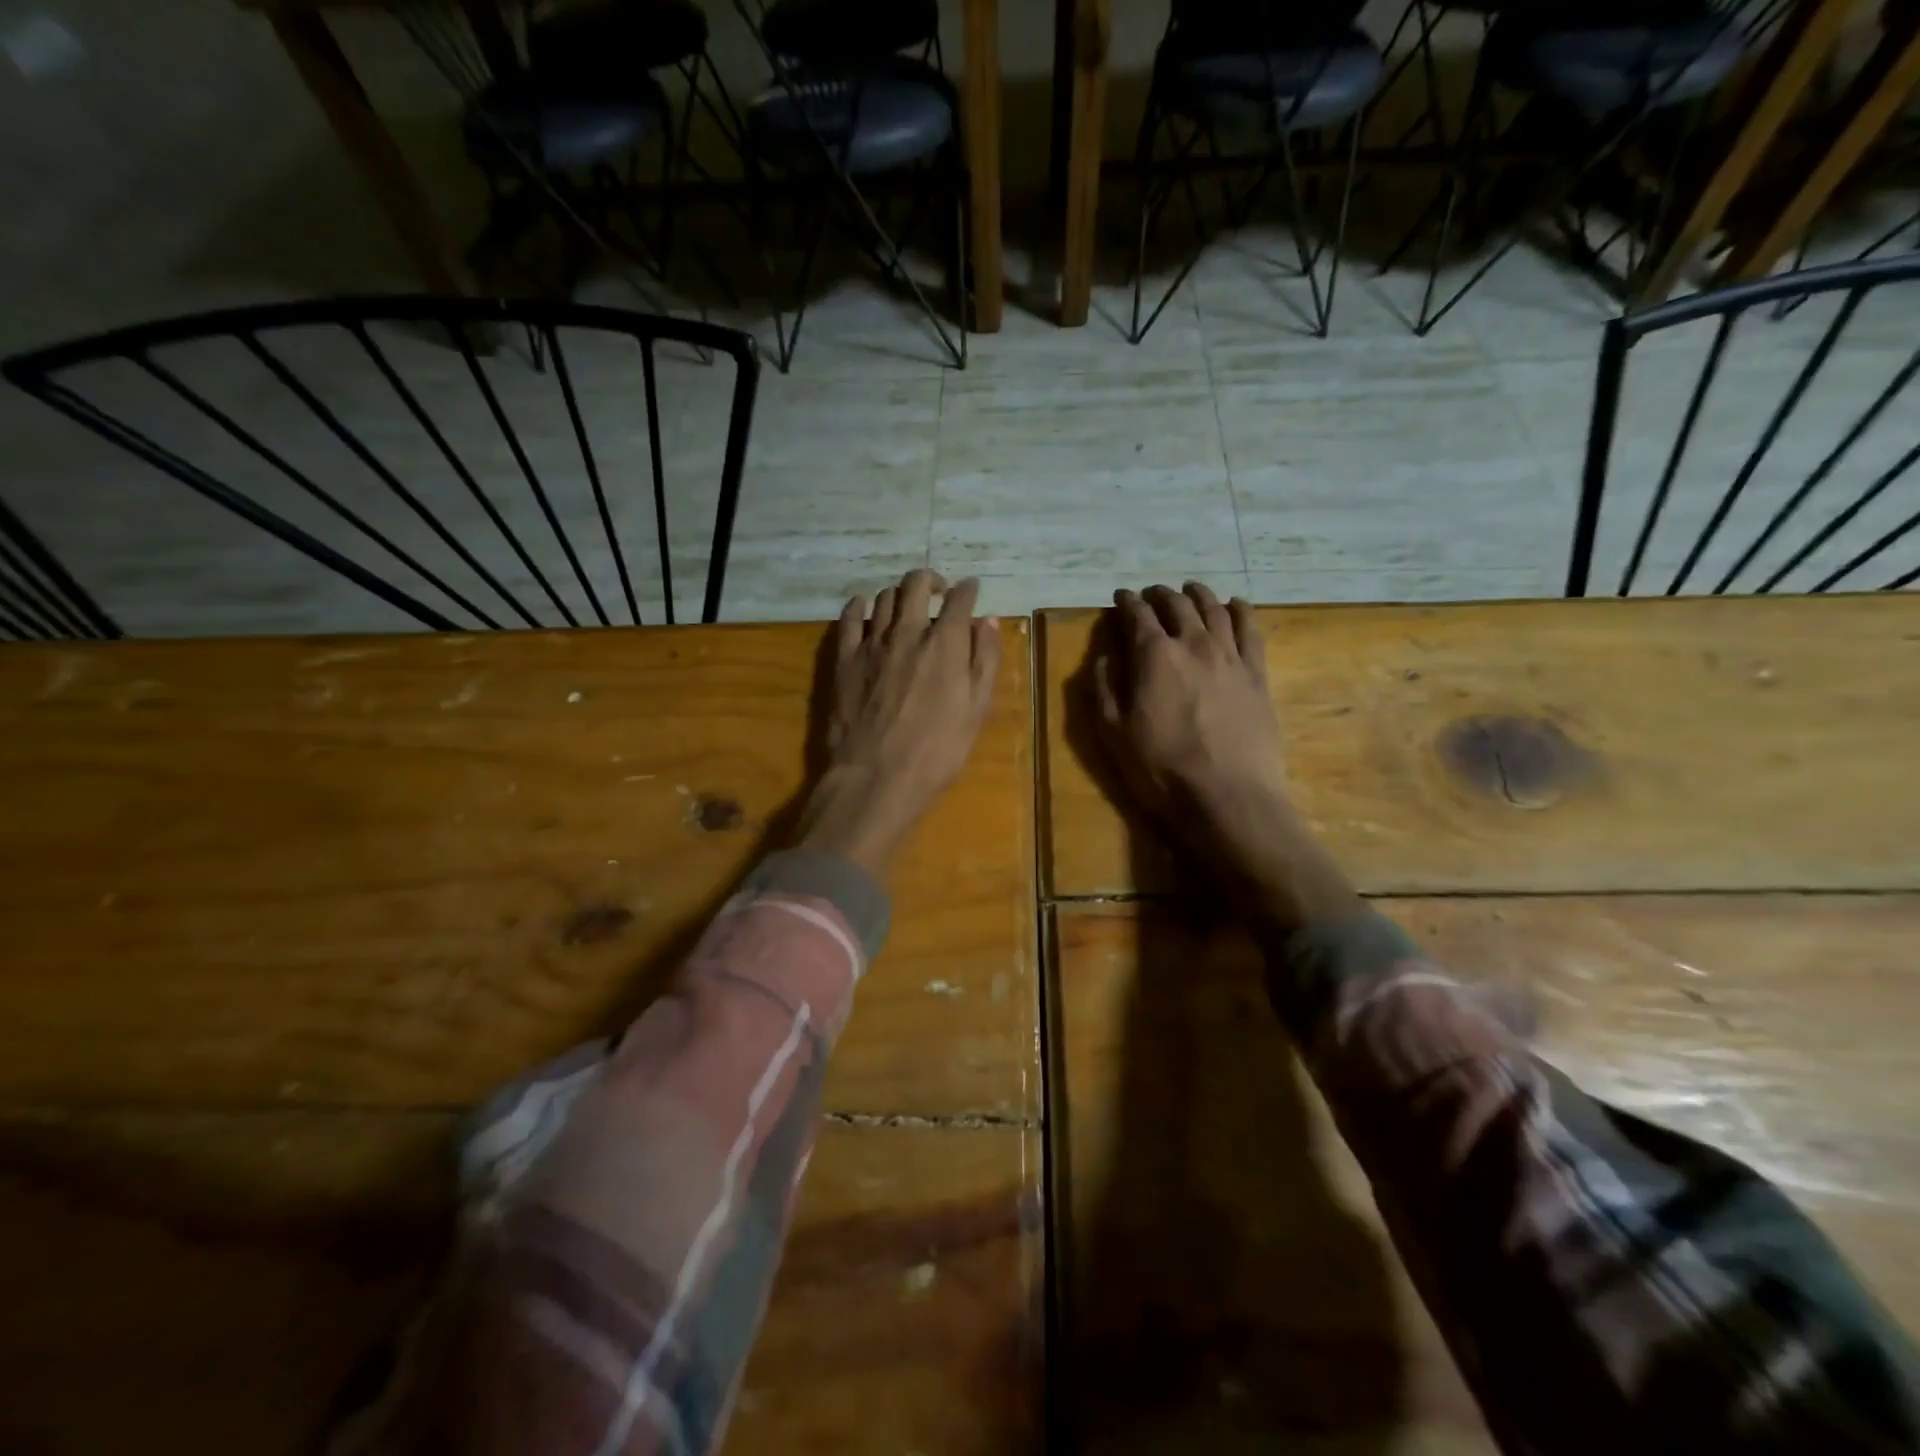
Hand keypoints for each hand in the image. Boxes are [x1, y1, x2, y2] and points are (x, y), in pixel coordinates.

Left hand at [795, 569, 1001, 877]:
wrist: (877, 776)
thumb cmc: (937, 750)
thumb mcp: (976, 710)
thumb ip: (984, 660)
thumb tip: (987, 621)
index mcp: (945, 643)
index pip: (959, 599)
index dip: (968, 590)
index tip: (971, 590)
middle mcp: (908, 632)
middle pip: (916, 584)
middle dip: (931, 580)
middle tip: (938, 591)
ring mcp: (872, 643)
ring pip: (884, 598)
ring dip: (899, 595)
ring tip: (906, 607)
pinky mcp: (844, 659)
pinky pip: (849, 618)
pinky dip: (859, 606)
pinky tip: (863, 609)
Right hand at [1092, 582, 1356, 929]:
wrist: (1226, 796)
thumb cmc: (1160, 768)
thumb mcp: (1113, 732)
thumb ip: (1104, 688)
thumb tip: (1105, 656)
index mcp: (1154, 655)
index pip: (1137, 614)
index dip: (1127, 602)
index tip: (1121, 596)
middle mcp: (1193, 644)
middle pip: (1177, 605)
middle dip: (1161, 594)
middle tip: (1152, 594)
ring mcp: (1230, 656)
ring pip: (1215, 609)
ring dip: (1199, 594)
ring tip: (1190, 590)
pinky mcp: (1257, 674)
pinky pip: (1251, 630)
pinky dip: (1240, 610)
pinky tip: (1235, 604)